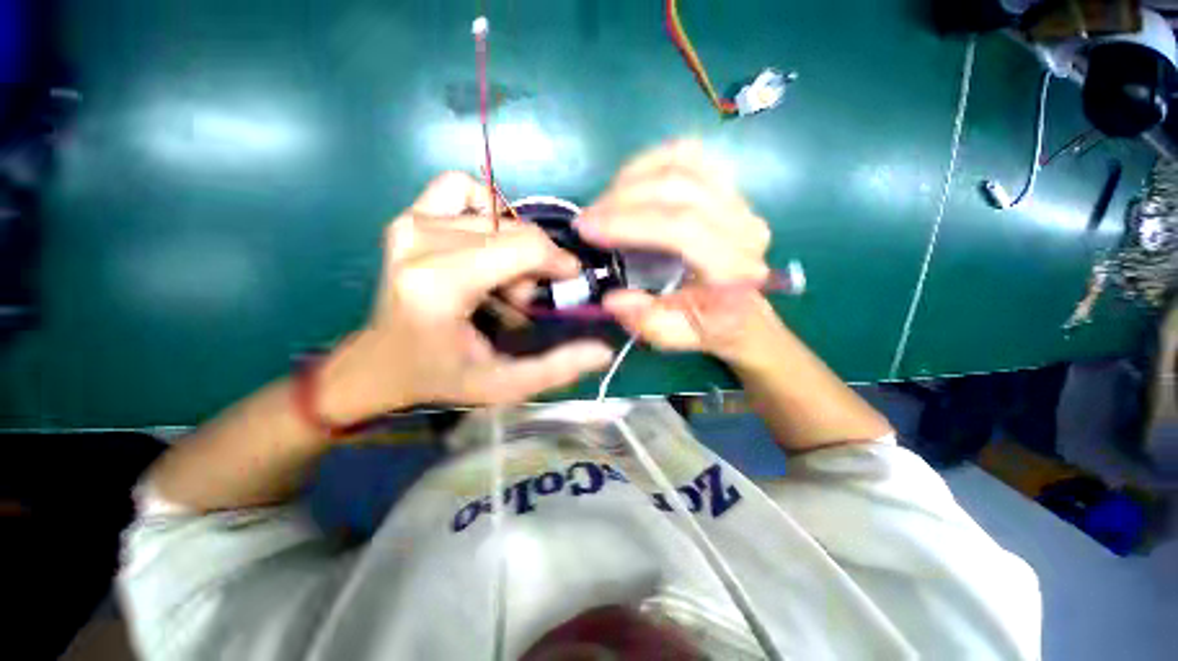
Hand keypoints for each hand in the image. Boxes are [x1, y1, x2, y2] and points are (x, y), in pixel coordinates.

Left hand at [319, 173, 614, 422]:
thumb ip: (557, 369)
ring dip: (513, 243)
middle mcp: (420, 243)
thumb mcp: (504, 385)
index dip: (557, 262)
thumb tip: (603, 350)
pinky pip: (462, 189)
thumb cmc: (441, 377)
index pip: (522, 248)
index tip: (568, 280)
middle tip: (523, 297)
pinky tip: (485, 244)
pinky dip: (485, 211)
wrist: (381, 364)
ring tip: (502, 277)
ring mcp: (410, 223)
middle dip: (535, 262)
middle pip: (513, 231)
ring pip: (496, 214)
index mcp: (440, 285)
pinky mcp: (408, 217)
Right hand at [575, 141, 776, 363]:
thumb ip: (646, 321)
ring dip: (632, 178)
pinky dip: (650, 163)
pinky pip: (687, 155)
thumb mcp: (673, 336)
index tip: (586, 228)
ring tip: (604, 203)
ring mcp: (740, 201)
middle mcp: (743, 227)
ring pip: (682, 163)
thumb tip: (613, 298)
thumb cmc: (704, 325)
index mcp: (733, 269)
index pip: (681, 228)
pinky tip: (629, 184)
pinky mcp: (729, 186)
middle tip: (587, 218)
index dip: (628, 222)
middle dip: (621, 198)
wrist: (741, 311)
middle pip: (678, 188)